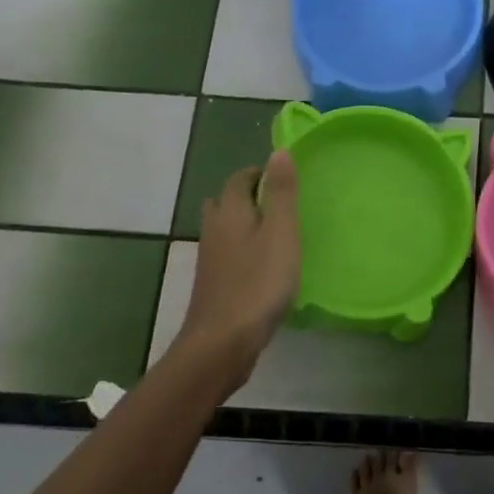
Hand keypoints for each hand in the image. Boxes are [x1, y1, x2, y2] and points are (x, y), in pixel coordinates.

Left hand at [175, 153, 300, 390]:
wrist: (221, 343)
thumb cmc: (257, 283)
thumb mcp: (281, 232)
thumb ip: (281, 193)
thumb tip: (278, 151)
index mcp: (231, 212)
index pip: (239, 178)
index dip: (259, 173)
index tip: (283, 179)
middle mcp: (214, 229)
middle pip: (226, 201)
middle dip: (248, 196)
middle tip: (280, 204)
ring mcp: (210, 259)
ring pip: (225, 228)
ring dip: (245, 224)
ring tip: (275, 233)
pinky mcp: (213, 284)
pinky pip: (227, 254)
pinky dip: (243, 250)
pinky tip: (263, 266)